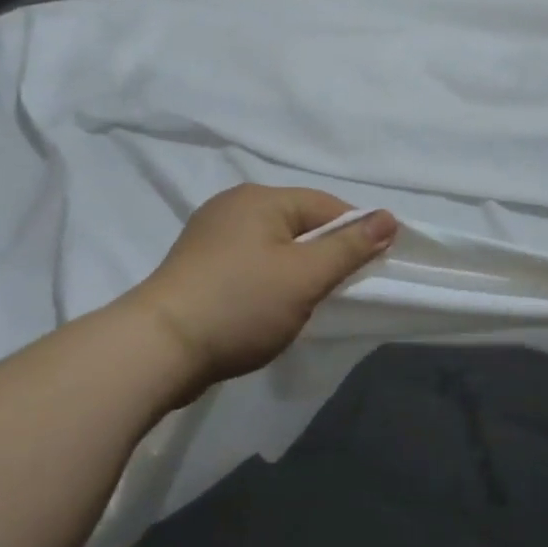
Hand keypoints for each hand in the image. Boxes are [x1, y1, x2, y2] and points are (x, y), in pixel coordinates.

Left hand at [127, 185, 397, 389]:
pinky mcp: (196, 265)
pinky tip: (264, 308)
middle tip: (332, 293)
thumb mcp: (305, 276)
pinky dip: (265, 280)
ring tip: (299, 305)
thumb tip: (389, 218)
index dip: (355, 234)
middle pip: (299, 223)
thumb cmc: (241, 304)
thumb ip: (350, 247)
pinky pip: (248, 262)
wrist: (158, 348)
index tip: (368, 270)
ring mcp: (210, 234)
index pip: (326, 205)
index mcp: (260, 198)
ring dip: (294, 271)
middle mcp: (233, 205)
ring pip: (274, 245)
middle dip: (322, 255)